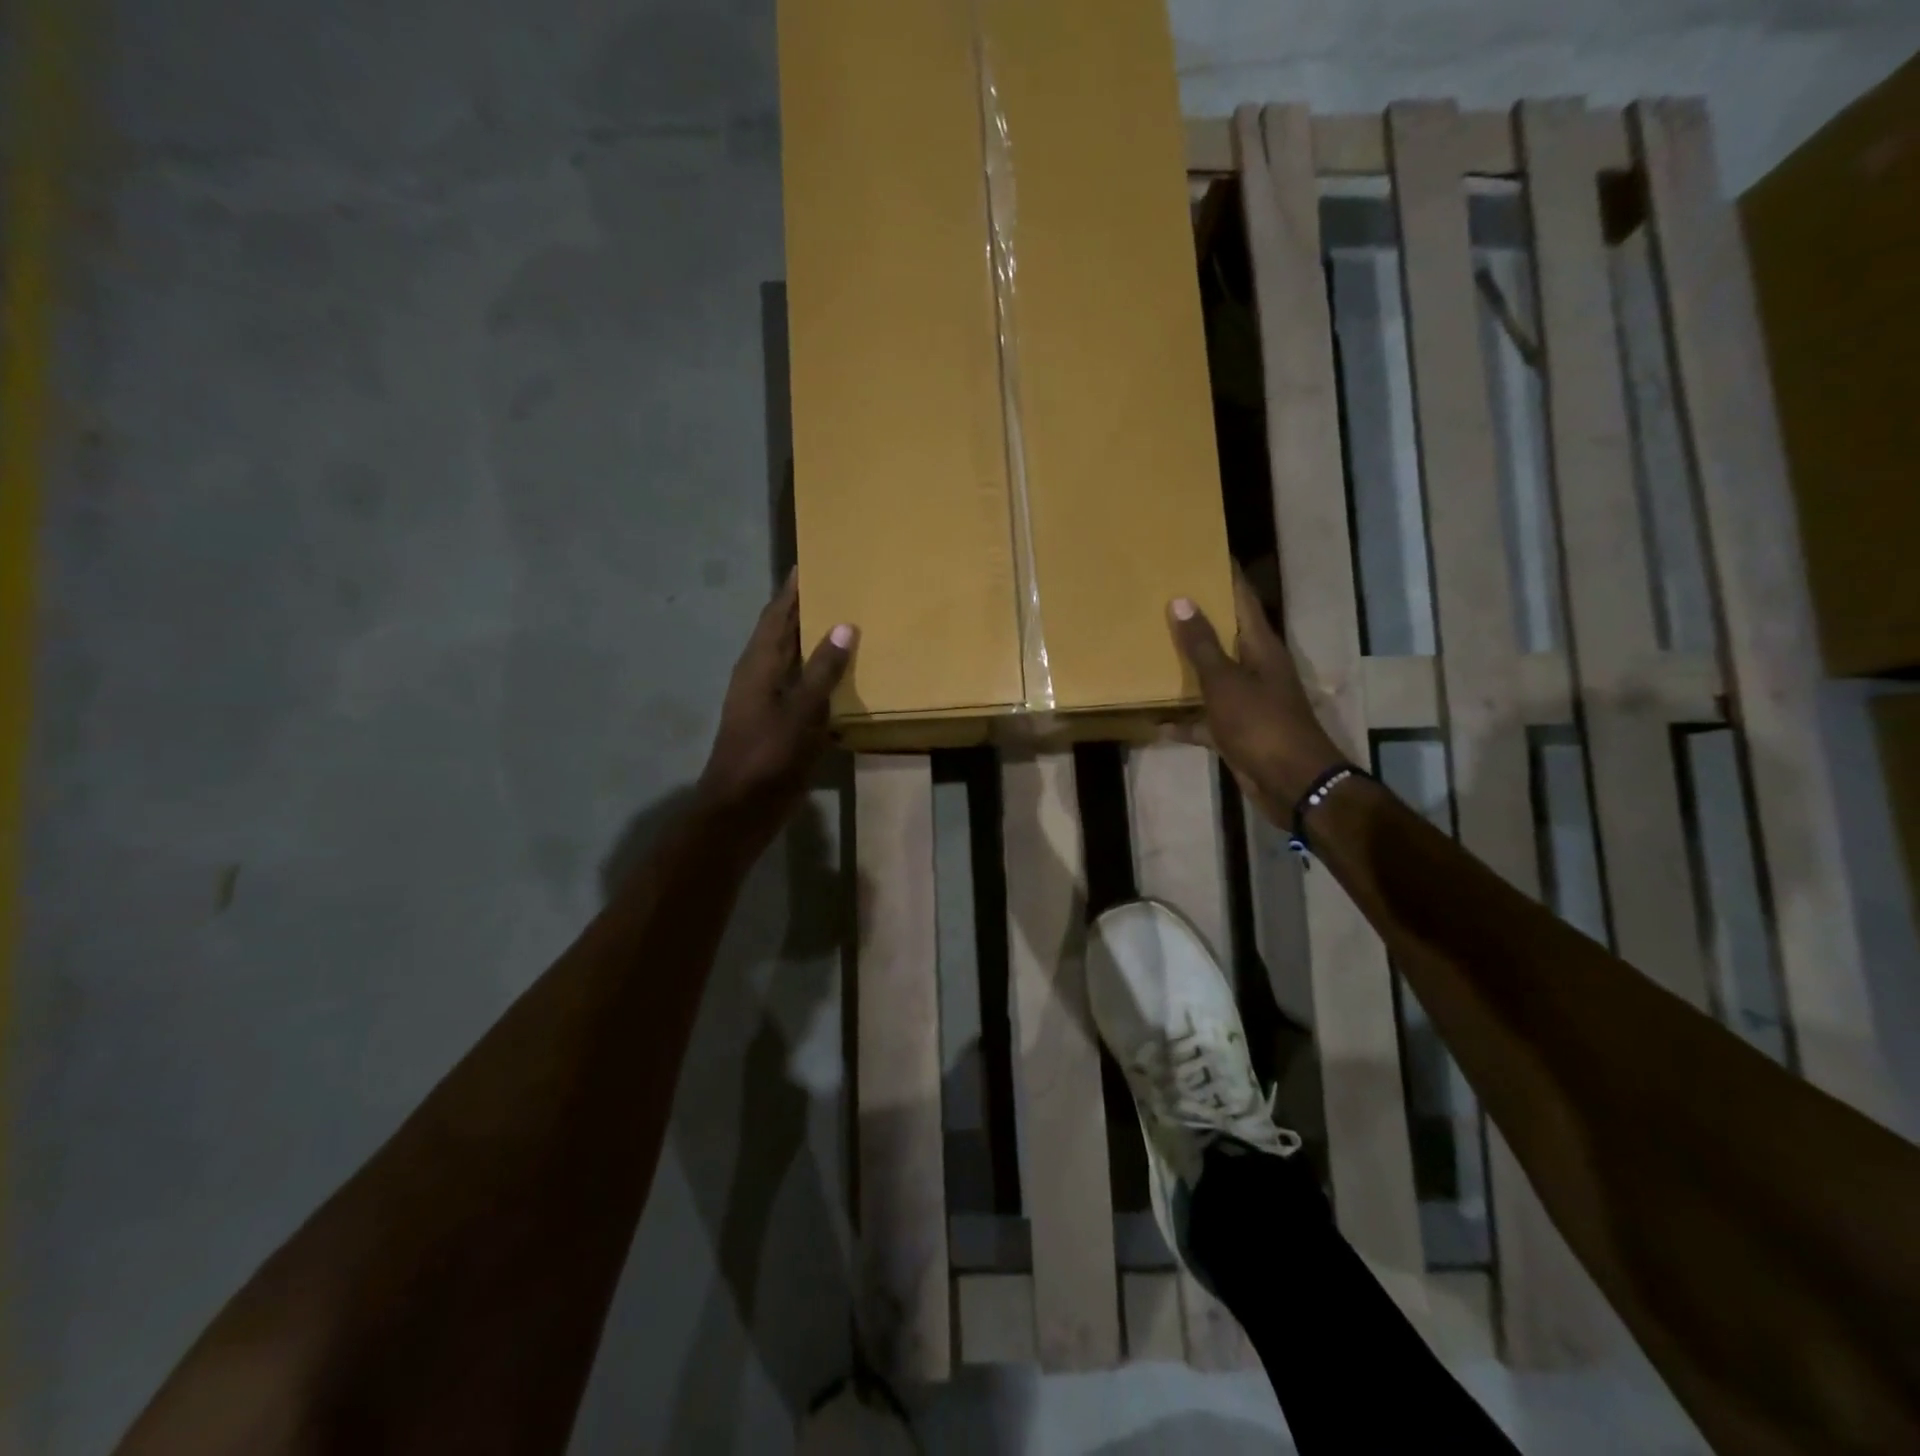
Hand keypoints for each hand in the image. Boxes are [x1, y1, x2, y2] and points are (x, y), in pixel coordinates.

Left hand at [696, 570, 855, 849]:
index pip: (776, 615)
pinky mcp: (782, 726)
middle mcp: (762, 677)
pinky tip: (849, 680)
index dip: (792, 589)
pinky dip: (825, 680)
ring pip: (797, 663)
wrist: (741, 809)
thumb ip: (822, 669)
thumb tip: (844, 624)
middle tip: (842, 589)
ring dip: (819, 645)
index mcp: (759, 665)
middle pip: (786, 634)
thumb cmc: (765, 756)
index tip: (812, 562)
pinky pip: (807, 692)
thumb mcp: (798, 711)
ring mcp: (771, 703)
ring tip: (852, 625)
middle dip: (808, 611)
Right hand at [1168, 572, 1345, 825]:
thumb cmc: (1261, 724)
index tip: (1199, 550)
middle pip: (1225, 634)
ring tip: (1152, 648)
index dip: (1224, 574)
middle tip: (1162, 594)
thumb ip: (1201, 644)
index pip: (1242, 597)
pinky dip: (1183, 720)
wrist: (1291, 782)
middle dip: (1197, 616)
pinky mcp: (1236, 730)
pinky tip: (1155, 721)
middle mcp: (1256, 667)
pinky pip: (1204, 718)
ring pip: (1212, 675)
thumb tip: (1181, 600)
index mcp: (1260, 646)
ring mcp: (1247, 700)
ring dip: (1187, 667)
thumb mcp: (1225, 682)